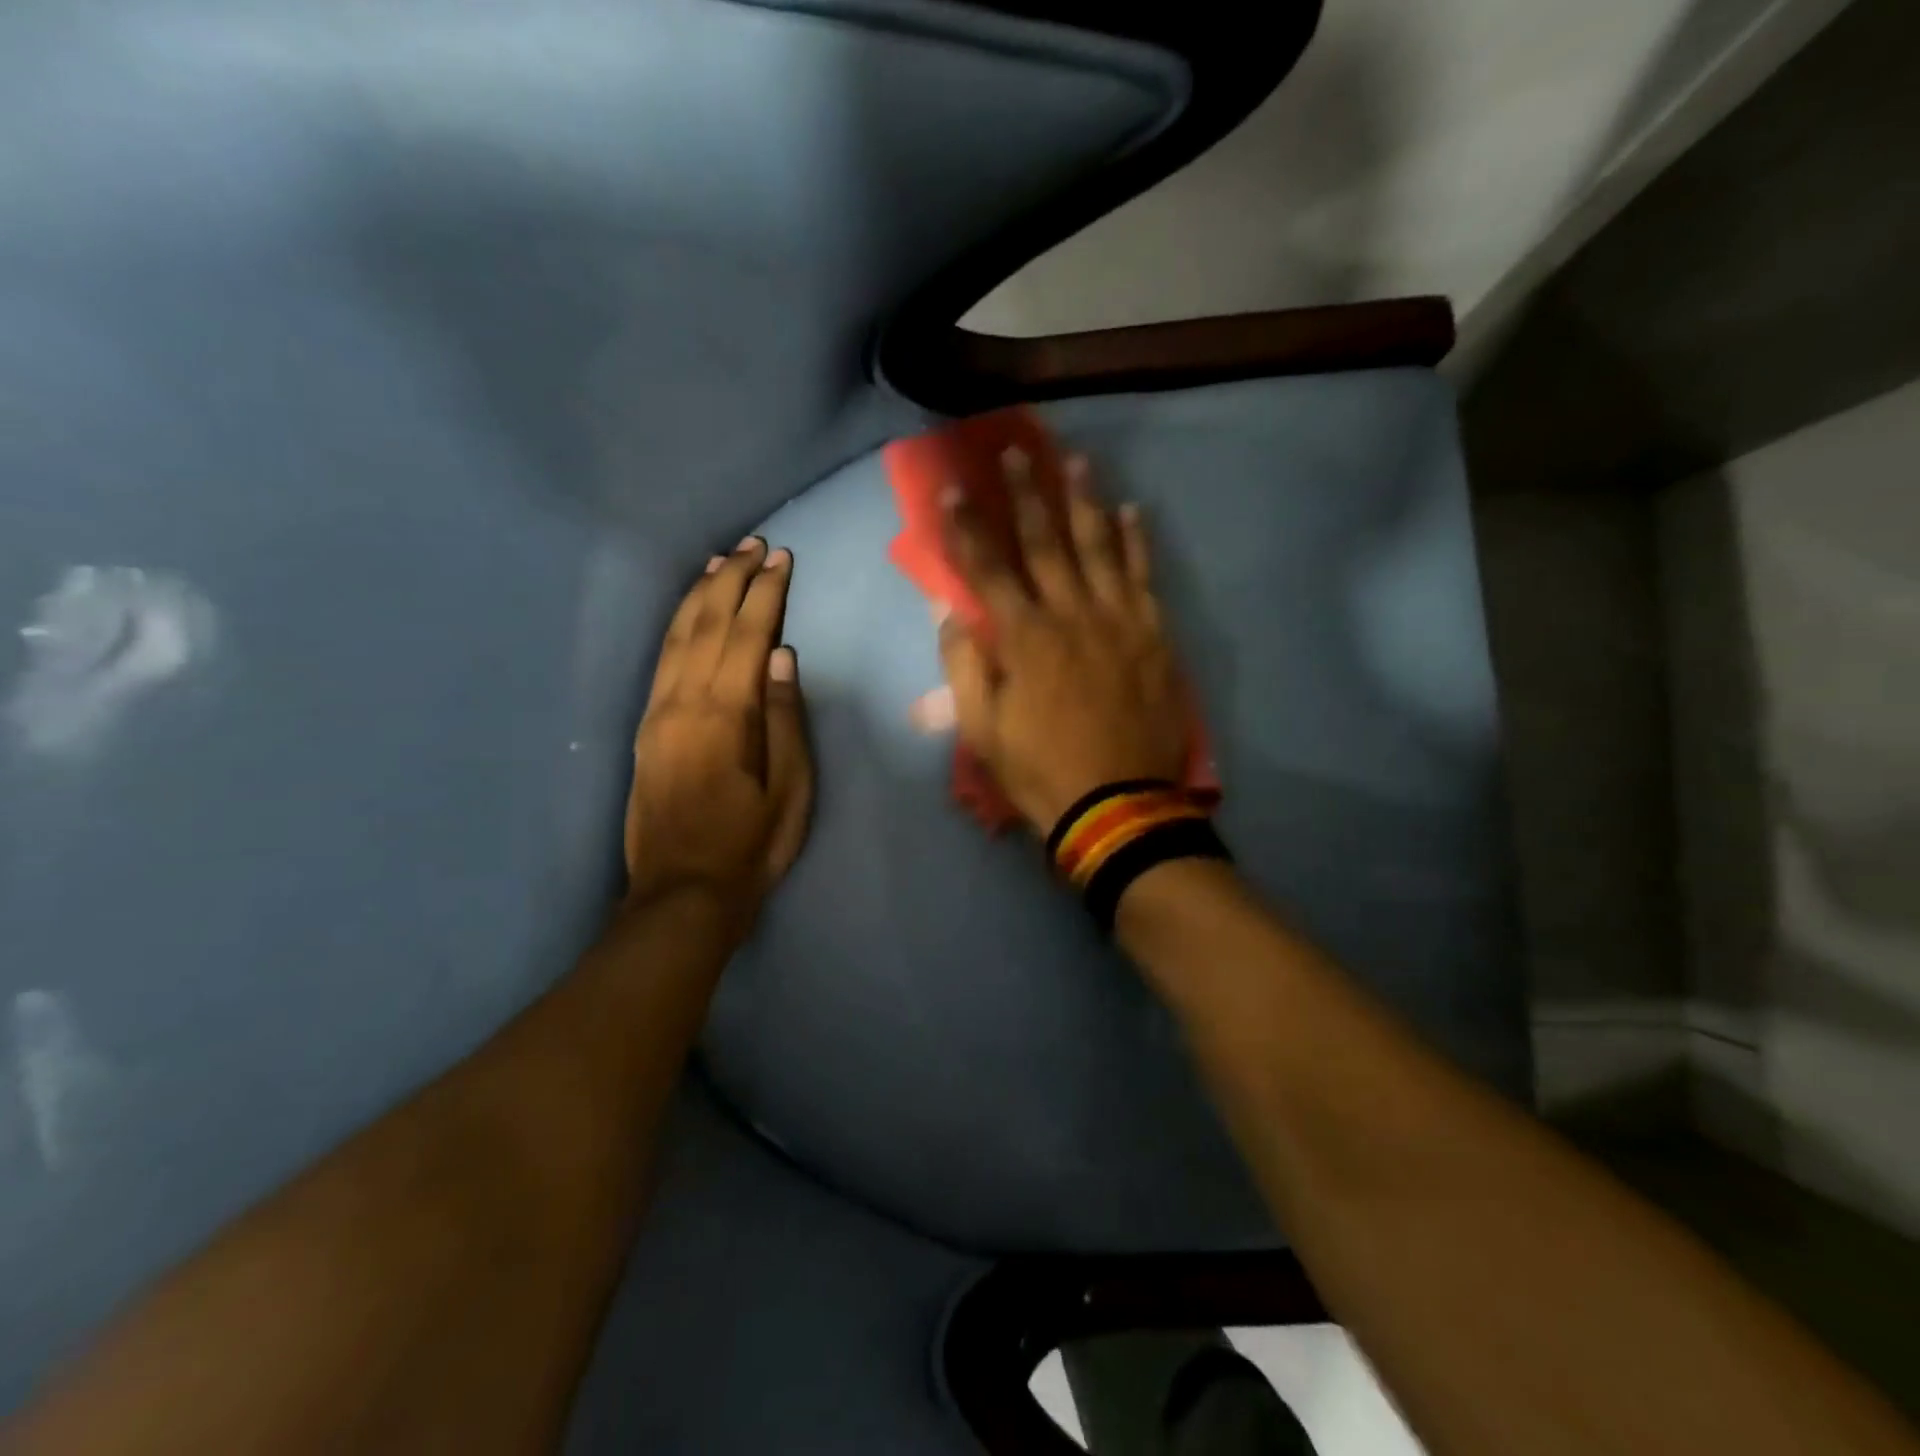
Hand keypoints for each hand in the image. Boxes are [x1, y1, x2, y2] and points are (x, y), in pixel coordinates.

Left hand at [624, 538, 812, 919]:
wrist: (682, 893)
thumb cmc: (751, 845)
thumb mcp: (790, 790)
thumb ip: (784, 719)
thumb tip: (781, 655)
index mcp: (724, 716)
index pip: (747, 636)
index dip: (766, 594)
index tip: (783, 559)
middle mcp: (683, 702)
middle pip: (707, 624)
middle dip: (733, 579)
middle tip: (756, 545)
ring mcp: (657, 712)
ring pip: (677, 635)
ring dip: (701, 593)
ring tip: (724, 561)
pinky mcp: (645, 727)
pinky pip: (660, 659)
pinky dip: (677, 624)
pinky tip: (689, 611)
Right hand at [940, 452, 1188, 834]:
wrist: (1118, 805)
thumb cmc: (1040, 770)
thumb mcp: (983, 730)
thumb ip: (965, 667)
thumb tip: (951, 614)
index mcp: (1024, 639)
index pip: (987, 570)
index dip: (967, 529)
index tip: (954, 491)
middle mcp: (1070, 615)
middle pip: (1044, 543)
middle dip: (1025, 495)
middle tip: (1015, 452)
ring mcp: (1117, 621)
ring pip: (1098, 547)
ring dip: (1084, 501)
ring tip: (1075, 461)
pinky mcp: (1153, 636)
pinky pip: (1143, 577)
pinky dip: (1137, 542)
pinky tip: (1132, 511)